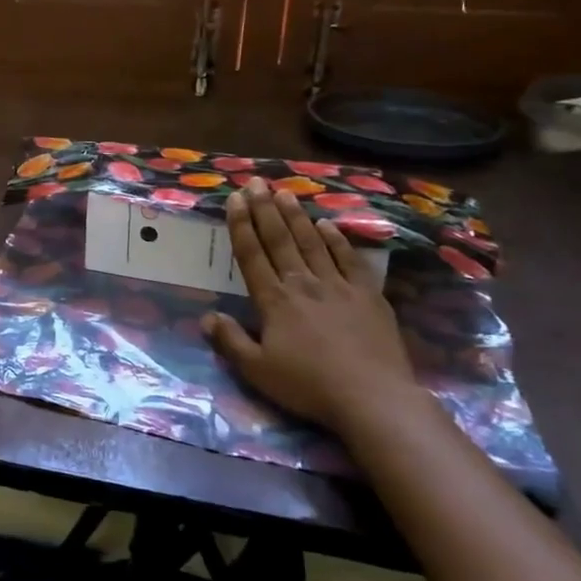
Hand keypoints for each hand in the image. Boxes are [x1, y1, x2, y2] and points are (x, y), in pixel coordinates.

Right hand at [201, 177, 422, 434]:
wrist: (373, 398)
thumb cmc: (309, 386)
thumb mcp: (257, 370)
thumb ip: (230, 341)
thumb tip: (206, 317)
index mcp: (274, 301)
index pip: (251, 254)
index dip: (241, 224)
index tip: (235, 198)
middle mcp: (303, 284)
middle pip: (280, 240)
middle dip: (266, 209)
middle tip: (257, 182)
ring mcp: (338, 286)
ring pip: (313, 243)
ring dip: (297, 216)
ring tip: (285, 193)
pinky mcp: (369, 296)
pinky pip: (350, 260)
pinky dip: (338, 240)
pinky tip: (328, 225)